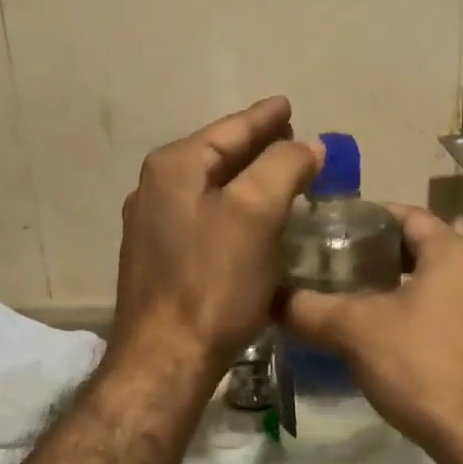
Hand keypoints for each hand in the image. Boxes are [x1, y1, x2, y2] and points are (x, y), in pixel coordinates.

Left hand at [111, 97, 322, 374]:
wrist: (166, 358)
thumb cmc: (213, 283)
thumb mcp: (255, 214)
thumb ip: (283, 167)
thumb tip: (308, 145)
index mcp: (175, 167)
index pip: (230, 129)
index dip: (264, 117)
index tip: (289, 105)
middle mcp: (156, 189)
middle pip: (219, 155)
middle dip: (257, 146)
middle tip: (294, 140)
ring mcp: (154, 225)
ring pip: (213, 187)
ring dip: (248, 179)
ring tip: (283, 175)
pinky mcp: (161, 259)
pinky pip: (207, 217)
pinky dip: (236, 209)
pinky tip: (256, 221)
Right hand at [279, 205, 462, 463]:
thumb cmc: (422, 365)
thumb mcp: (355, 331)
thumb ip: (308, 309)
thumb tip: (269, 298)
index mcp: (453, 251)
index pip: (407, 214)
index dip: (368, 217)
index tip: (332, 228)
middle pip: (422, 247)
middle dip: (380, 253)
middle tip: (337, 263)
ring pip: (437, 281)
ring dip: (399, 284)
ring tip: (355, 297)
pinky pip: (449, 311)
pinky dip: (419, 311)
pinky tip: (388, 335)